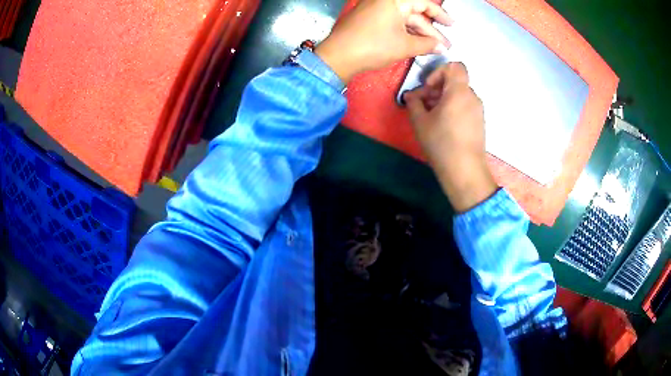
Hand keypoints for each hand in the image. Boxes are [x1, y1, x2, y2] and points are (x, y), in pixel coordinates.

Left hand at [315, 0, 451, 83]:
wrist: (338, 57)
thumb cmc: (372, 46)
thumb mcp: (404, 45)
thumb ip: (427, 44)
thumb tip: (442, 48)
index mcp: (394, 0)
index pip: (423, 3)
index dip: (440, 15)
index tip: (452, 25)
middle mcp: (385, 1)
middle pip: (414, 13)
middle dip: (431, 31)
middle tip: (445, 45)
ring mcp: (375, 10)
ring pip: (404, 20)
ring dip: (420, 34)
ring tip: (434, 49)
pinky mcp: (370, 20)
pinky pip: (394, 24)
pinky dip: (406, 34)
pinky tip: (417, 45)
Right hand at [404, 63, 496, 211]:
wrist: (465, 170)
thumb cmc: (441, 143)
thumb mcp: (420, 121)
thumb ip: (413, 102)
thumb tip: (411, 96)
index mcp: (459, 91)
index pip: (455, 66)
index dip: (439, 71)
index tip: (428, 88)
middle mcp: (472, 97)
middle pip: (455, 81)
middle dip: (437, 88)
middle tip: (423, 104)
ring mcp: (478, 110)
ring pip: (459, 95)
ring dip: (443, 99)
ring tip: (431, 116)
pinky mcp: (479, 122)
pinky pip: (465, 106)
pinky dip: (453, 108)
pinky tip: (443, 125)